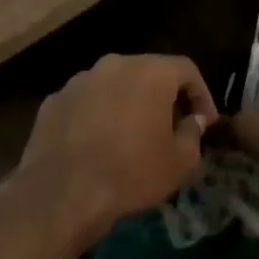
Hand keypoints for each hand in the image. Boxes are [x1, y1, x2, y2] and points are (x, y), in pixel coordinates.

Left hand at [15, 54, 218, 248]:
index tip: (206, 123)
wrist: (63, 193)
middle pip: (148, 73)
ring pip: (114, 87)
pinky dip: (98, 117)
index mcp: (149, 72)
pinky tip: (98, 145)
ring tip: (132, 137)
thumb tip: (192, 121)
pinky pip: (86, 103)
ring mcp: (77, 82)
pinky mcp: (53, 102)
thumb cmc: (132, 173)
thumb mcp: (181, 162)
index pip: (187, 70)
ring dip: (128, 105)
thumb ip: (193, 134)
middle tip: (172, 128)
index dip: (202, 96)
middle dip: (164, 98)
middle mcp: (112, 65)